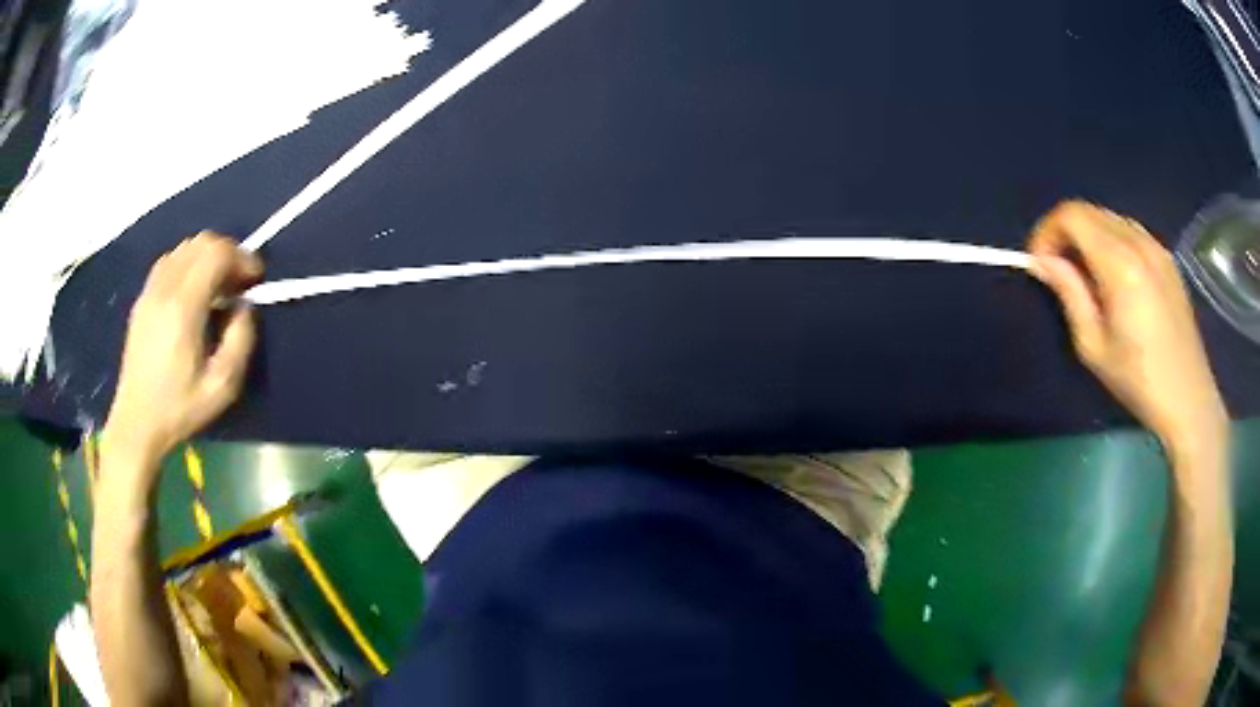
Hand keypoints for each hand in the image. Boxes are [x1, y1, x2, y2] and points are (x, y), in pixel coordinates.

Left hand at [103, 233, 262, 473]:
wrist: (136, 423)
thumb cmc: (179, 409)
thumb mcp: (222, 387)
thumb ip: (241, 340)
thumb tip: (244, 308)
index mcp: (183, 308)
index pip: (217, 254)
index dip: (242, 258)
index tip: (255, 279)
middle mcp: (164, 288)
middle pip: (201, 242)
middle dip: (228, 253)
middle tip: (239, 282)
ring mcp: (150, 291)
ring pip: (185, 248)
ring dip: (207, 257)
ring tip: (218, 287)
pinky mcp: (142, 299)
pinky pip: (170, 261)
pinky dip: (188, 264)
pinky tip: (193, 292)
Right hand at [1028, 201, 1226, 453]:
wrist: (1188, 399)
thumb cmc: (1138, 380)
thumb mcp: (1093, 346)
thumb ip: (1068, 293)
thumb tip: (1043, 262)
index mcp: (1119, 263)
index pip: (1071, 215)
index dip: (1047, 231)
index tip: (1040, 264)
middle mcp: (1139, 242)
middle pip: (1089, 211)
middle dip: (1066, 233)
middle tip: (1059, 272)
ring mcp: (1157, 247)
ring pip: (1110, 218)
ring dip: (1089, 236)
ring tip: (1087, 277)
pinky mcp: (1168, 259)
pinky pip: (1130, 232)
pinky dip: (1112, 242)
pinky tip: (1115, 278)